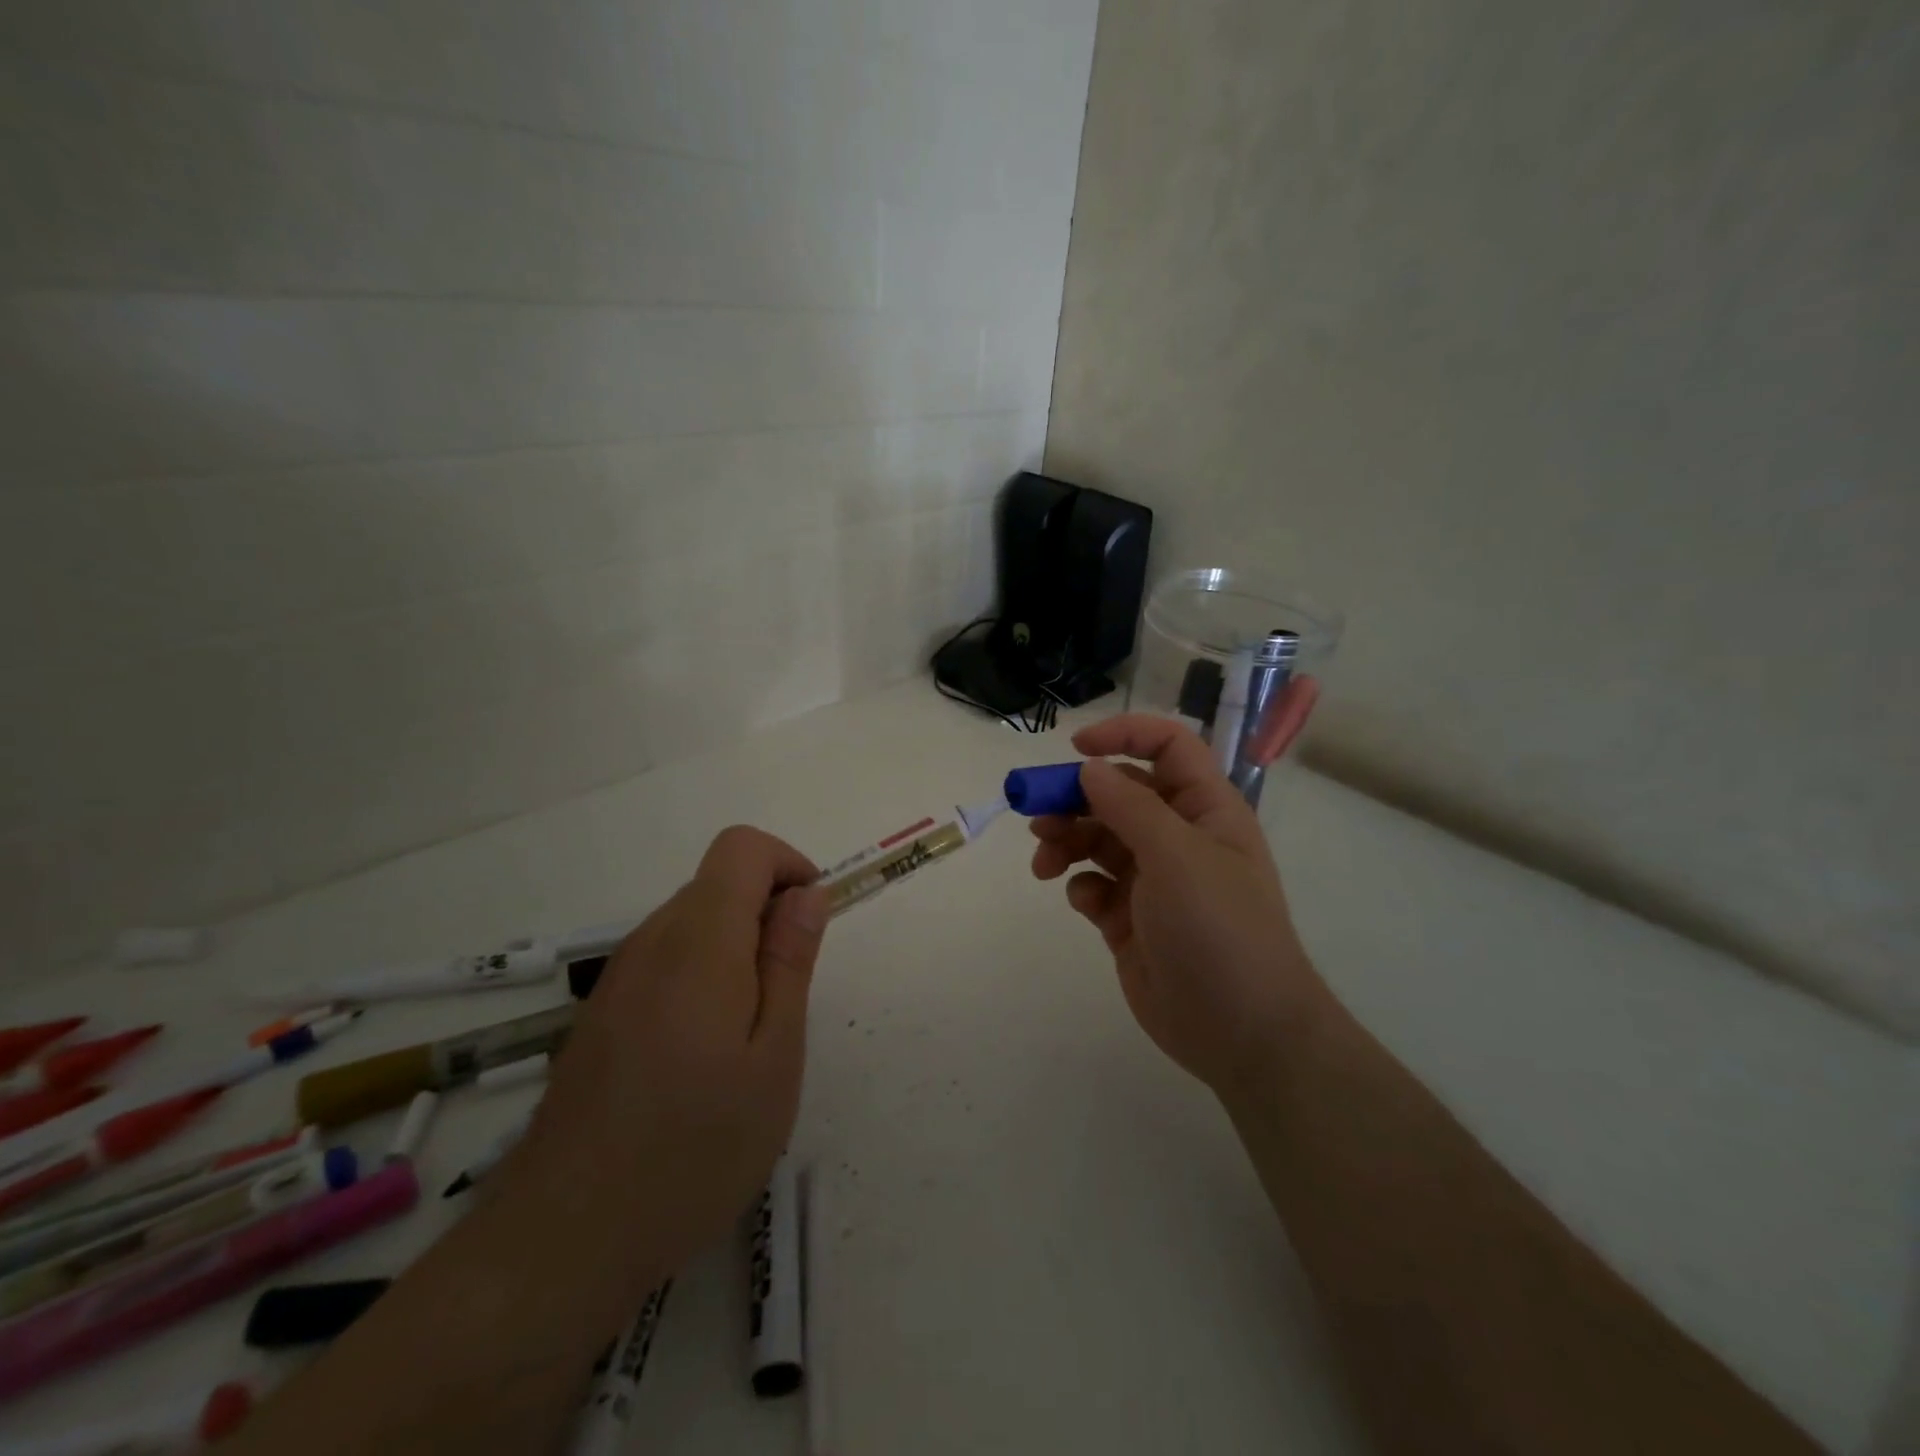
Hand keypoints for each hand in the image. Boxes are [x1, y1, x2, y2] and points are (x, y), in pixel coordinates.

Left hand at [497, 826, 829, 1306]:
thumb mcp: (773, 1058)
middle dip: (767, 917)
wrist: (562, 1241)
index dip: (787, 867)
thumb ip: (790, 962)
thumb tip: (807, 893)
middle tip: (785, 1002)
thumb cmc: (692, 1149)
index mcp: (699, 941)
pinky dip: (703, 980)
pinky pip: (665, 963)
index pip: (742, 847)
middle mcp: (651, 942)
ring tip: (747, 1041)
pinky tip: (702, 1060)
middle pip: (718, 884)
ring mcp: (618, 979)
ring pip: (693, 924)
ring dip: (736, 953)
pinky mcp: (601, 1014)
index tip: (809, 926)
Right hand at [1030, 715, 1329, 1095]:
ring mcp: (1153, 879)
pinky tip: (1084, 903)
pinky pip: (1094, 885)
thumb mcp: (1176, 856)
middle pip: (1119, 793)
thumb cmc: (1219, 929)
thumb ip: (1129, 807)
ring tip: (1045, 863)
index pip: (1168, 747)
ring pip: (1098, 839)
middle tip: (1036, 813)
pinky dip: (1081, 886)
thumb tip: (1089, 769)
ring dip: (1066, 841)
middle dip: (1075, 798)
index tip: (1075, 748)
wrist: (1242, 1031)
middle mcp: (1178, 836)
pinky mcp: (1130, 918)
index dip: (1125, 735)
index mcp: (1204, 809)